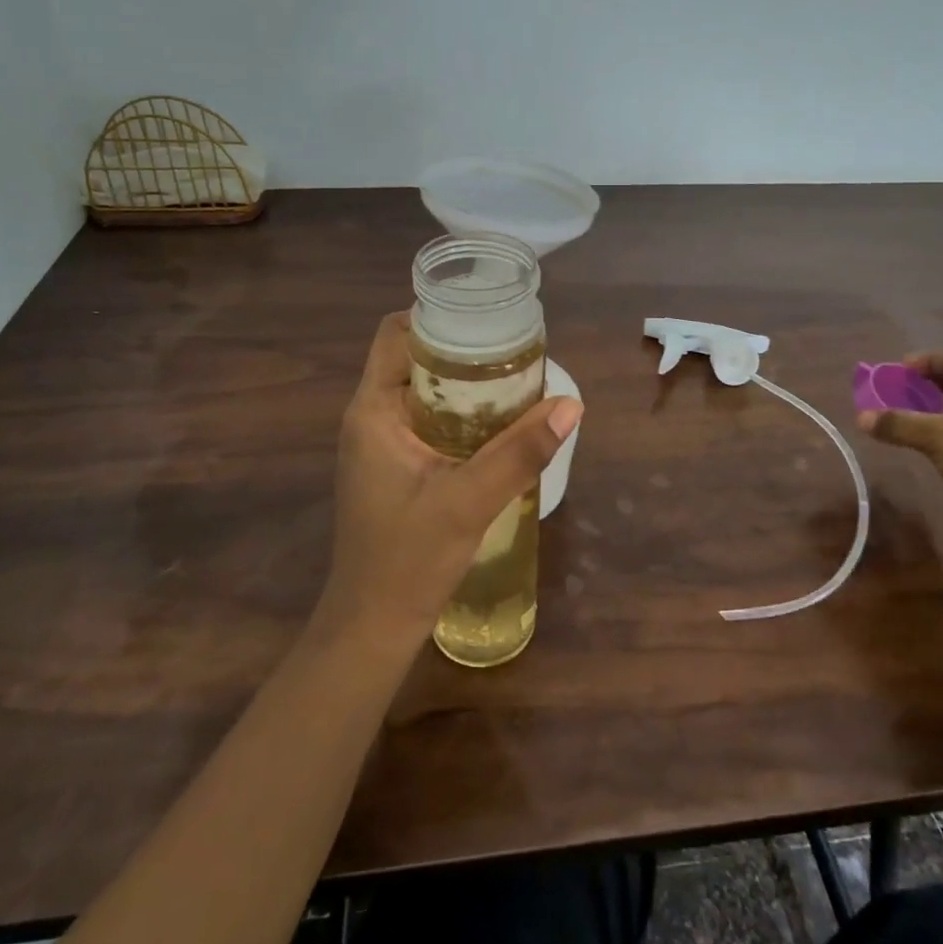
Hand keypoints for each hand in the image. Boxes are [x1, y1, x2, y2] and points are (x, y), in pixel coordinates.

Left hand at [314, 313, 581, 653]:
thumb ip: (519, 453)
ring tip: (517, 381)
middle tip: (516, 352)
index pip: (397, 334)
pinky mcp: (394, 466)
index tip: (489, 318)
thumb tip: (571, 405)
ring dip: (465, 384)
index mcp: (373, 411)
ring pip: (424, 390)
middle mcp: (370, 417)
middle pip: (415, 358)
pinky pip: (428, 420)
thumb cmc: (408, 561)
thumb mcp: (468, 502)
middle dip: (463, 350)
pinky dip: (462, 413)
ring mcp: (380, 443)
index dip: (438, 317)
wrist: (373, 626)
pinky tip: (499, 426)